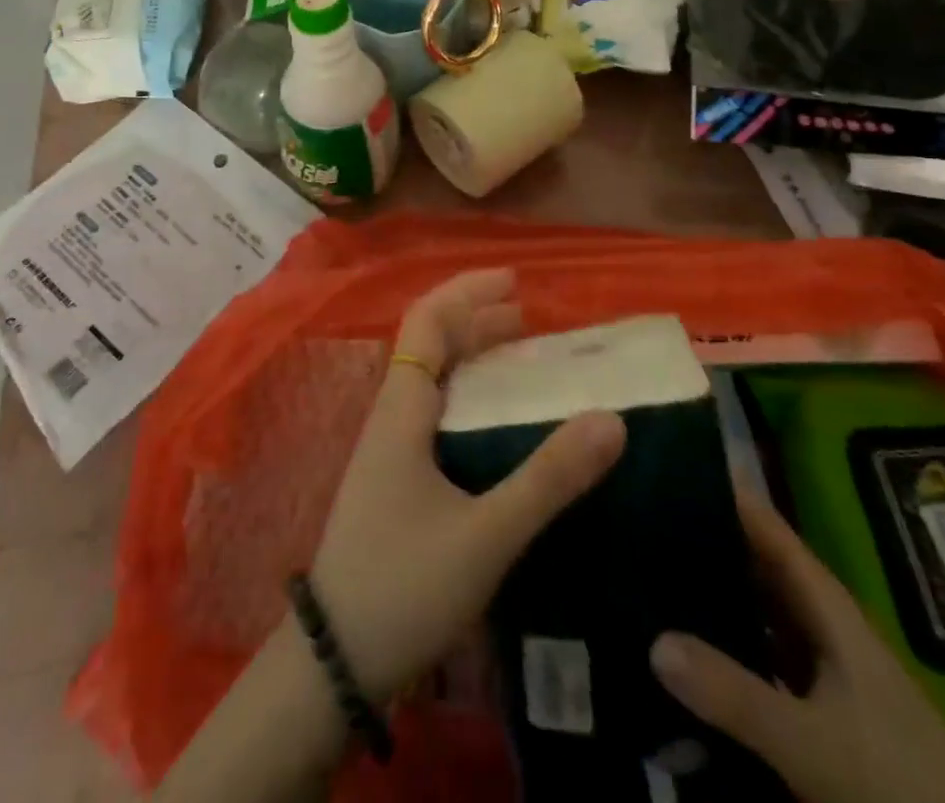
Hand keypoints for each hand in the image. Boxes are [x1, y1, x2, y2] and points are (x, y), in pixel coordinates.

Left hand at [308, 269, 626, 702]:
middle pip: (429, 343)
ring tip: (520, 354)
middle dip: (476, 318)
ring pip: (431, 378)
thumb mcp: (486, 535)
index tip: (514, 282)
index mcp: (402, 408)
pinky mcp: (394, 479)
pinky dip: (467, 394)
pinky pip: (433, 412)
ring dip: (471, 355)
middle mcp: (391, 415)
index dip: (467, 292)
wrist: (333, 662)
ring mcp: (388, 448)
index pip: (427, 322)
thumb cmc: (403, 587)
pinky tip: (495, 421)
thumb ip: (548, 478)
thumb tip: (611, 419)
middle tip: (529, 316)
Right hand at [650, 489, 944, 802]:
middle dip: (699, 539)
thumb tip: (653, 640)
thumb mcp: (814, 742)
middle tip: (632, 519)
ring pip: (752, 612)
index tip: (660, 465)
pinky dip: (722, 649)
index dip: (718, 490)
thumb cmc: (899, 780)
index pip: (763, 524)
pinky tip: (681, 653)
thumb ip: (736, 695)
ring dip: (708, 595)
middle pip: (752, 563)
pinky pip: (756, 660)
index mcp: (823, 602)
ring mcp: (818, 666)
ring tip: (641, 572)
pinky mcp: (816, 709)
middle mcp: (818, 621)